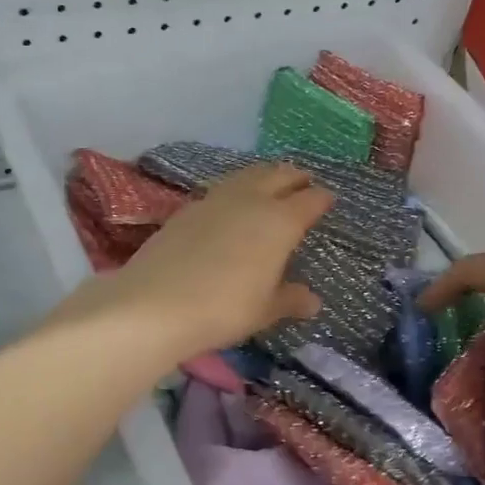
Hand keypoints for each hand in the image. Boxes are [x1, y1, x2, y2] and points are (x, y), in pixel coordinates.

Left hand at [54, 164, 330, 361]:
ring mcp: (216, 200)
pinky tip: (230, 204)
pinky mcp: (187, 208)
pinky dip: (235, 189)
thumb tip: (313, 300)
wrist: (155, 304)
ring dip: (264, 175)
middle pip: (279, 175)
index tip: (329, 200)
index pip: (310, 200)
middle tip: (304, 182)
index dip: (322, 199)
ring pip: (247, 174)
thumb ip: (290, 300)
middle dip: (295, 177)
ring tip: (270, 183)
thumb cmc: (223, 309)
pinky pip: (221, 188)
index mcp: (280, 222)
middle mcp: (251, 200)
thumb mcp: (264, 310)